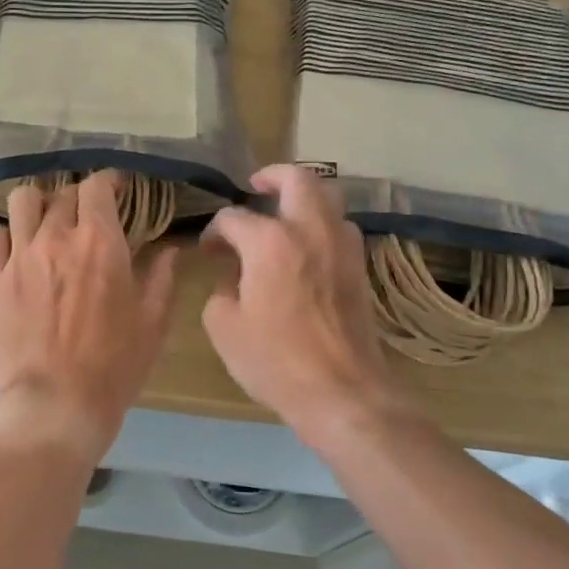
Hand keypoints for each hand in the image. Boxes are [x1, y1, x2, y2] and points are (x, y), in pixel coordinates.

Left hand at [0, 172, 179, 467]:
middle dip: (78, 198)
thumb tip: (171, 248)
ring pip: (22, 201)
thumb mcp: (153, 323)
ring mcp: (19, 256)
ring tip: (46, 223)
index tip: (116, 190)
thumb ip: (162, 277)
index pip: (98, 186)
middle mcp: (56, 237)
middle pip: (62, 193)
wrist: (57, 404)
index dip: (108, 181)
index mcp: (100, 242)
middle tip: (86, 217)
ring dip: (38, 205)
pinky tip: (15, 249)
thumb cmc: (114, 365)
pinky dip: (3, 235)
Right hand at [202, 165, 403, 449]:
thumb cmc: (276, 361)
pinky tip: (308, 248)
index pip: (233, 217)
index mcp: (269, 242)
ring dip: (304, 198)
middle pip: (297, 178)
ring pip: (329, 197)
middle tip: (255, 188)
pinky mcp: (360, 267)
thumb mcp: (225, 329)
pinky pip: (341, 227)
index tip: (208, 250)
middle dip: (272, 176)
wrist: (342, 392)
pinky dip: (323, 224)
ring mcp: (342, 246)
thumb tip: (233, 280)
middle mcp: (310, 230)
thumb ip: (221, 292)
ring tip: (284, 216)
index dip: (214, 230)